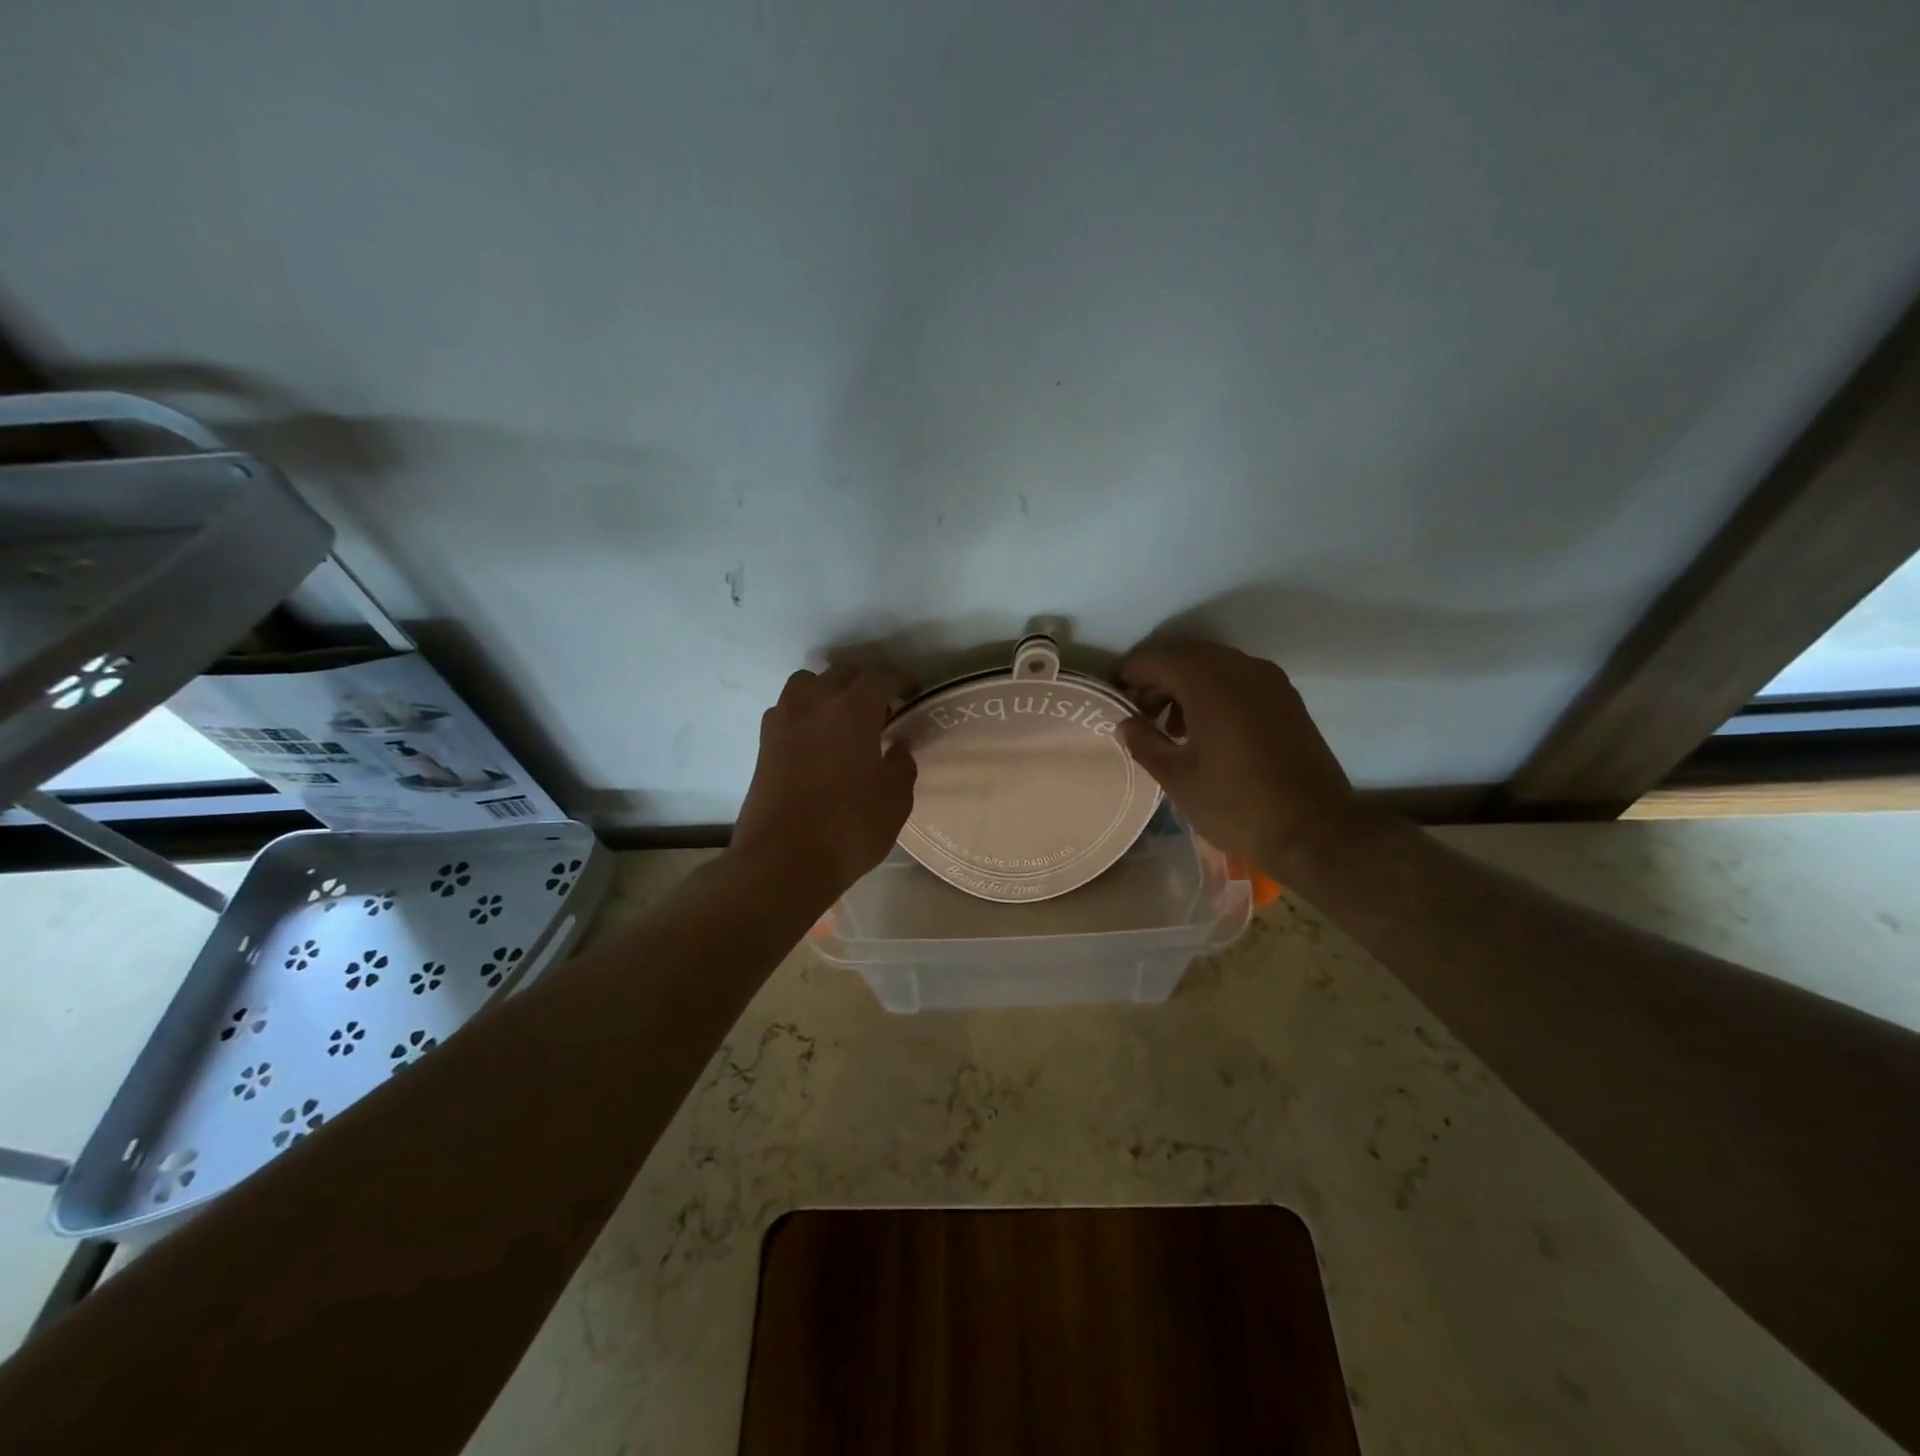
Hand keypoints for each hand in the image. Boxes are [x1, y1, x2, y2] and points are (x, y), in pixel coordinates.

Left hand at [731, 664, 918, 899]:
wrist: (783, 861)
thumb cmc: (849, 827)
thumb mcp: (895, 799)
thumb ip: (901, 764)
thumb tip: (896, 747)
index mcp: (853, 709)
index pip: (881, 676)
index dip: (901, 681)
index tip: (912, 694)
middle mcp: (814, 703)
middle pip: (842, 674)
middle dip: (866, 684)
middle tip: (882, 710)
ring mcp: (783, 721)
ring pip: (807, 684)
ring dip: (828, 691)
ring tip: (843, 719)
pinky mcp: (763, 745)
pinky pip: (786, 710)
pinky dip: (804, 713)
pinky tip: (816, 740)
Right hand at [1117, 639, 1365, 878]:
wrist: (1315, 832)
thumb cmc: (1236, 805)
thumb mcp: (1176, 778)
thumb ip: (1144, 742)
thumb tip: (1124, 723)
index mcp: (1209, 683)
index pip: (1157, 659)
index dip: (1129, 675)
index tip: (1113, 698)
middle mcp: (1241, 668)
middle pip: (1186, 655)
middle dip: (1157, 678)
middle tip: (1138, 714)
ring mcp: (1269, 681)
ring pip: (1214, 665)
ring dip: (1185, 685)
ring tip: (1170, 727)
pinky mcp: (1287, 699)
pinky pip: (1238, 679)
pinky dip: (1213, 692)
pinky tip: (1205, 730)